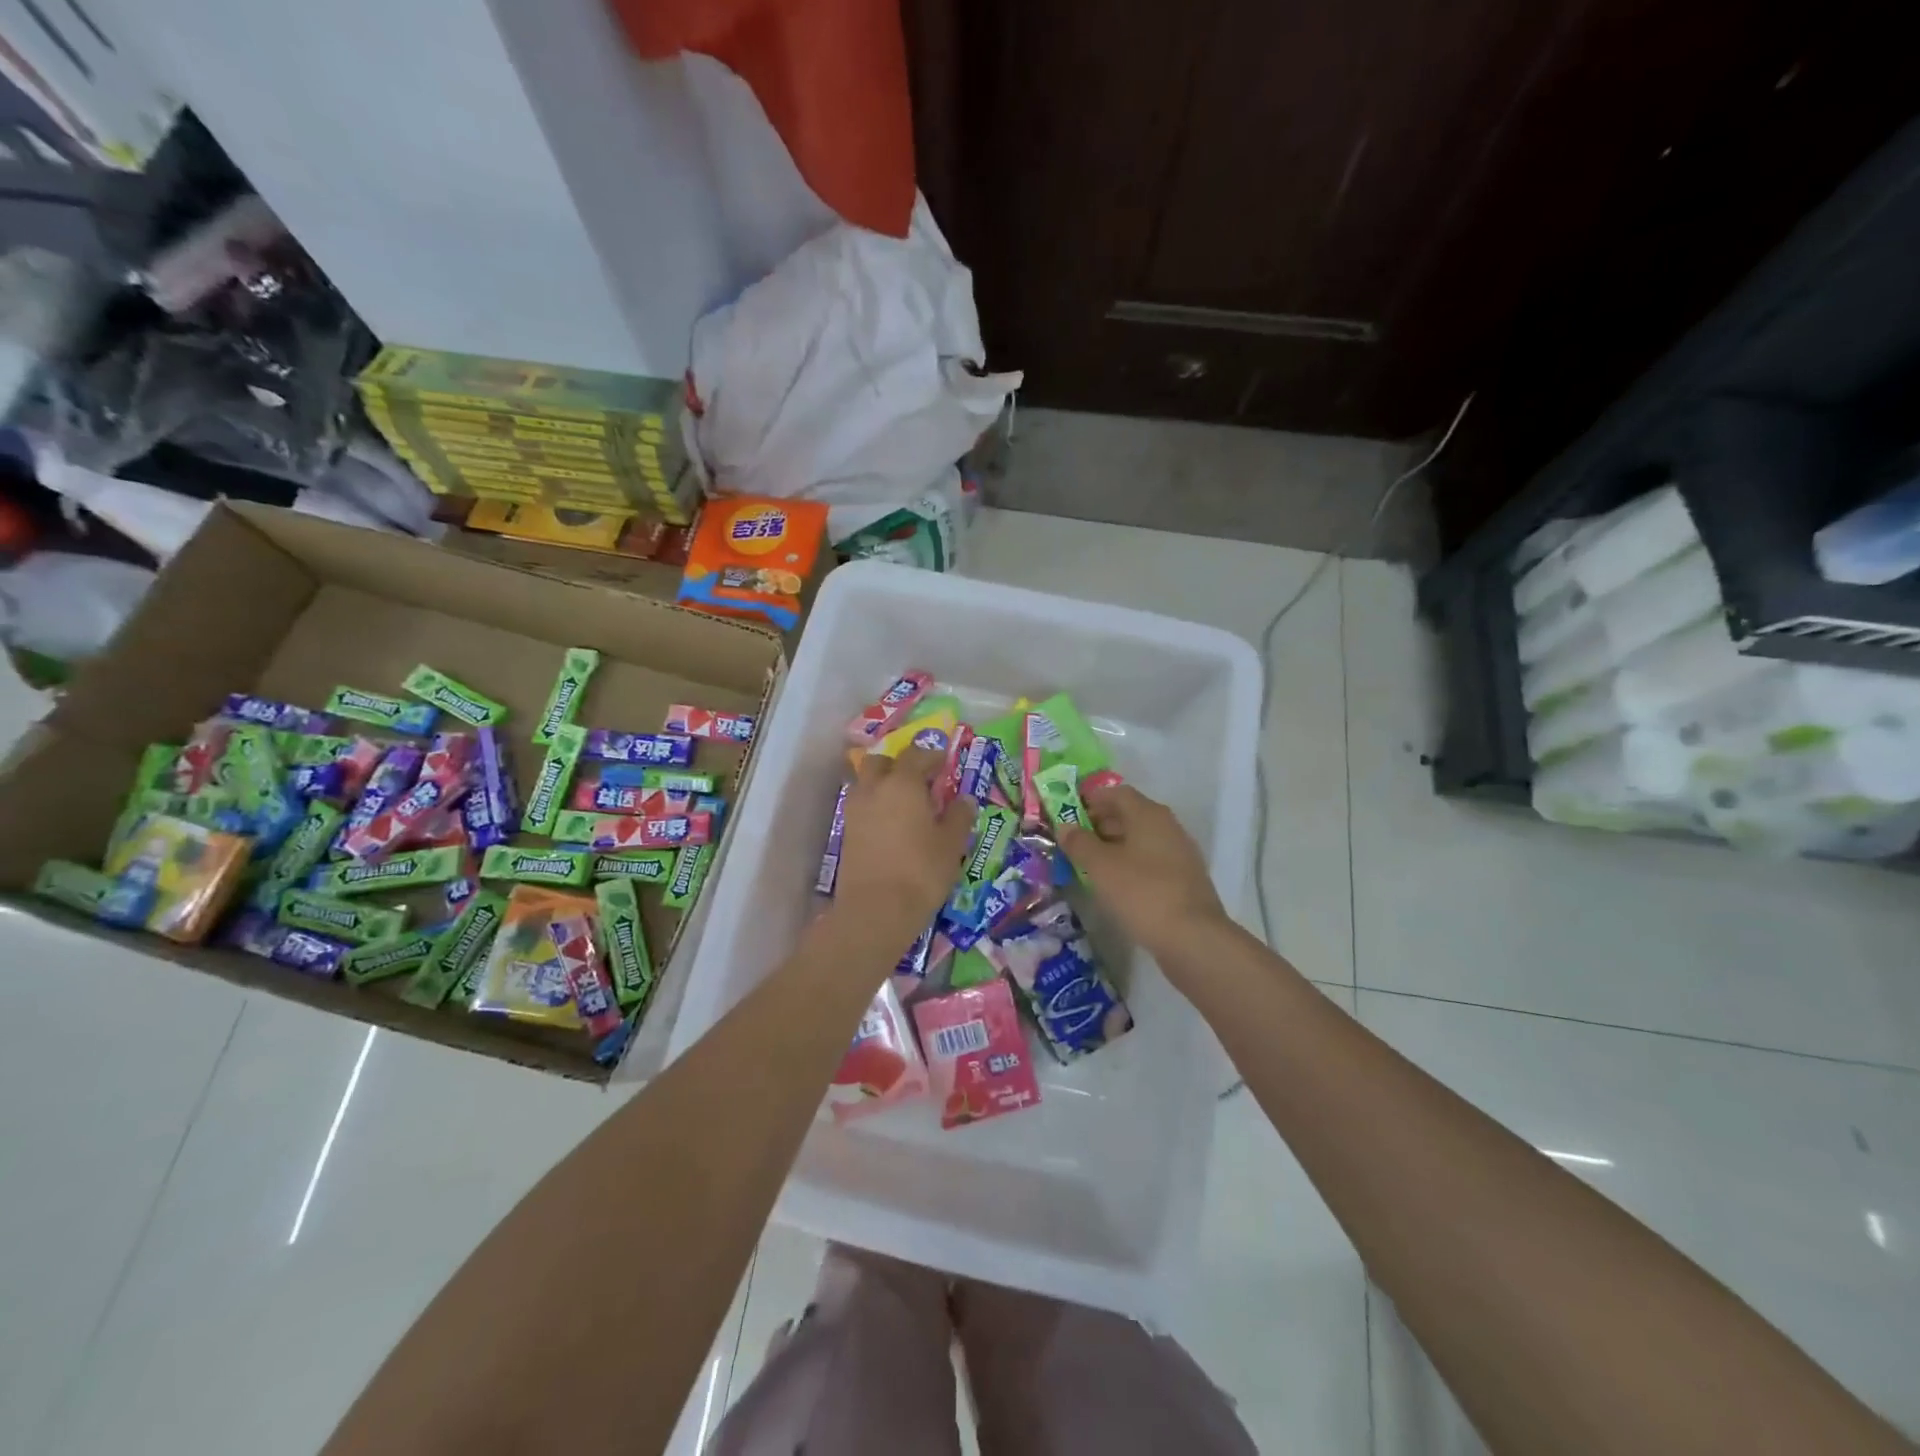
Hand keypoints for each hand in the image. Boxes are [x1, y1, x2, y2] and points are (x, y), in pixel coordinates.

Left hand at [830, 745, 977, 953]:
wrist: (875, 910)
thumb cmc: (921, 872)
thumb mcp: (951, 844)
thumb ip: (959, 816)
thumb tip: (965, 799)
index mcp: (903, 783)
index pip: (916, 755)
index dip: (931, 756)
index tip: (944, 763)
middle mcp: (874, 788)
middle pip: (881, 762)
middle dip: (899, 764)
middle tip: (920, 780)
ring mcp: (855, 810)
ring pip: (866, 782)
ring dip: (883, 784)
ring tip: (904, 804)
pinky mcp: (846, 832)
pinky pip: (861, 806)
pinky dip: (875, 806)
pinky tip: (891, 825)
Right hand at [1057, 783, 1228, 960]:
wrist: (1192, 938)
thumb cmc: (1142, 892)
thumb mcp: (1100, 866)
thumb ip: (1079, 842)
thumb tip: (1065, 826)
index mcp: (1148, 814)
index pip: (1116, 793)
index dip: (1090, 799)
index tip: (1068, 813)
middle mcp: (1168, 826)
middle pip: (1129, 814)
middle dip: (1099, 823)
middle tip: (1073, 841)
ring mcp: (1180, 852)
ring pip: (1140, 839)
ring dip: (1114, 845)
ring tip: (1089, 864)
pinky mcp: (1184, 878)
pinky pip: (1150, 860)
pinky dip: (1130, 864)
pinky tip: (1115, 884)